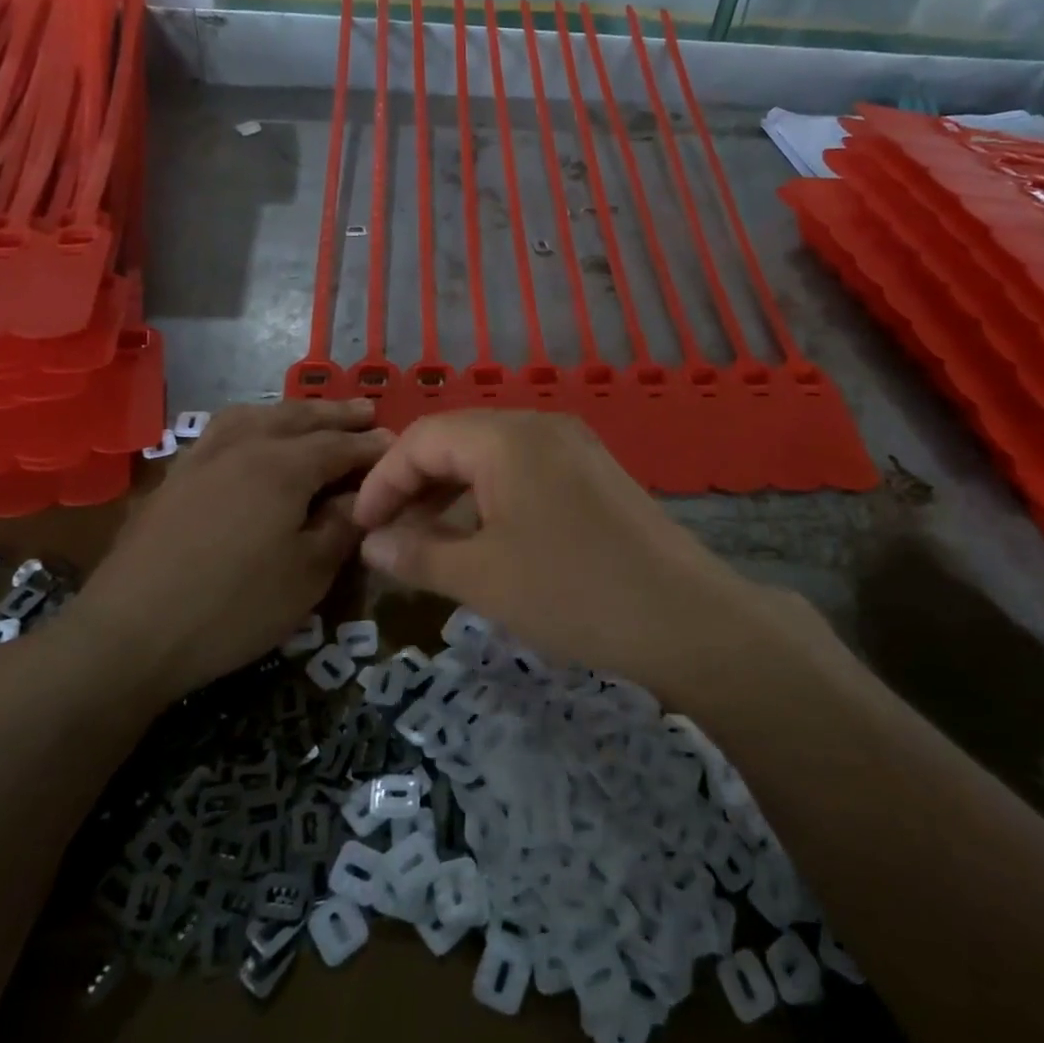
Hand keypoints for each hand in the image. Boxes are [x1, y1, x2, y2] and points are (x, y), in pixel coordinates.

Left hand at [70, 400, 391, 699]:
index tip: (398, 445)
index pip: (341, 445)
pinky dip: (251, 423)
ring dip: (291, 411)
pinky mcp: (174, 477)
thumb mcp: (308, 574)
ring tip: (310, 416)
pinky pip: (222, 431)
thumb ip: (343, 526)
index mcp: (283, 466)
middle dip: (337, 415)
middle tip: (366, 411)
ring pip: (255, 416)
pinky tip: (250, 440)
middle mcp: (243, 446)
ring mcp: (202, 457)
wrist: (128, 634)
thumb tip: (366, 496)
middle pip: (299, 418)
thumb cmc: (233, 607)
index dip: (373, 446)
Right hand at [351, 411, 769, 696]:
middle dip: (414, 485)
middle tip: (388, 536)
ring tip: (428, 541)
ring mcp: (573, 446)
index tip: (359, 528)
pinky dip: (490, 497)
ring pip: (491, 456)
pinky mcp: (593, 472)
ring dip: (451, 492)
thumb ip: (417, 554)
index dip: (382, 481)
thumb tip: (371, 543)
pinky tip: (482, 537)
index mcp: (507, 437)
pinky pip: (524, 470)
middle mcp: (540, 425)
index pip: (422, 438)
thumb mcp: (482, 577)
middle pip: (456, 440)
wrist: (684, 617)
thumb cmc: (571, 591)